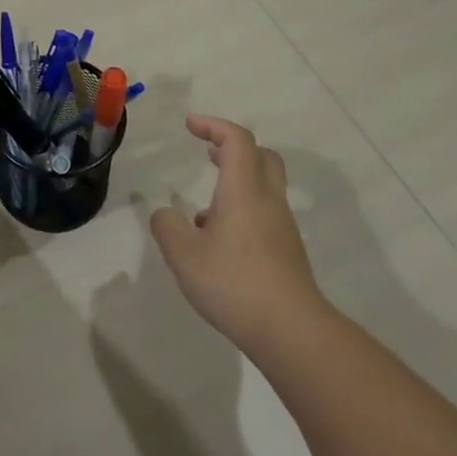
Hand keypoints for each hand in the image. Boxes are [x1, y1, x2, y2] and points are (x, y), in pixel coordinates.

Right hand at [149, 115, 323, 350]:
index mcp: (243, 191)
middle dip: (233, 147)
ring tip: (201, 211)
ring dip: (235, 183)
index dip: (214, 126)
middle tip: (208, 152)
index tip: (190, 125)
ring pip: (263, 187)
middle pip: (261, 156)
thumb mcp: (183, 255)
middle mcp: (267, 201)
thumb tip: (166, 214)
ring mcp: (282, 227)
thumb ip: (167, 227)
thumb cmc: (233, 283)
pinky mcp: (286, 251)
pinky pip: (264, 214)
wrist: (291, 330)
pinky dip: (241, 211)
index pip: (237, 140)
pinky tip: (218, 243)